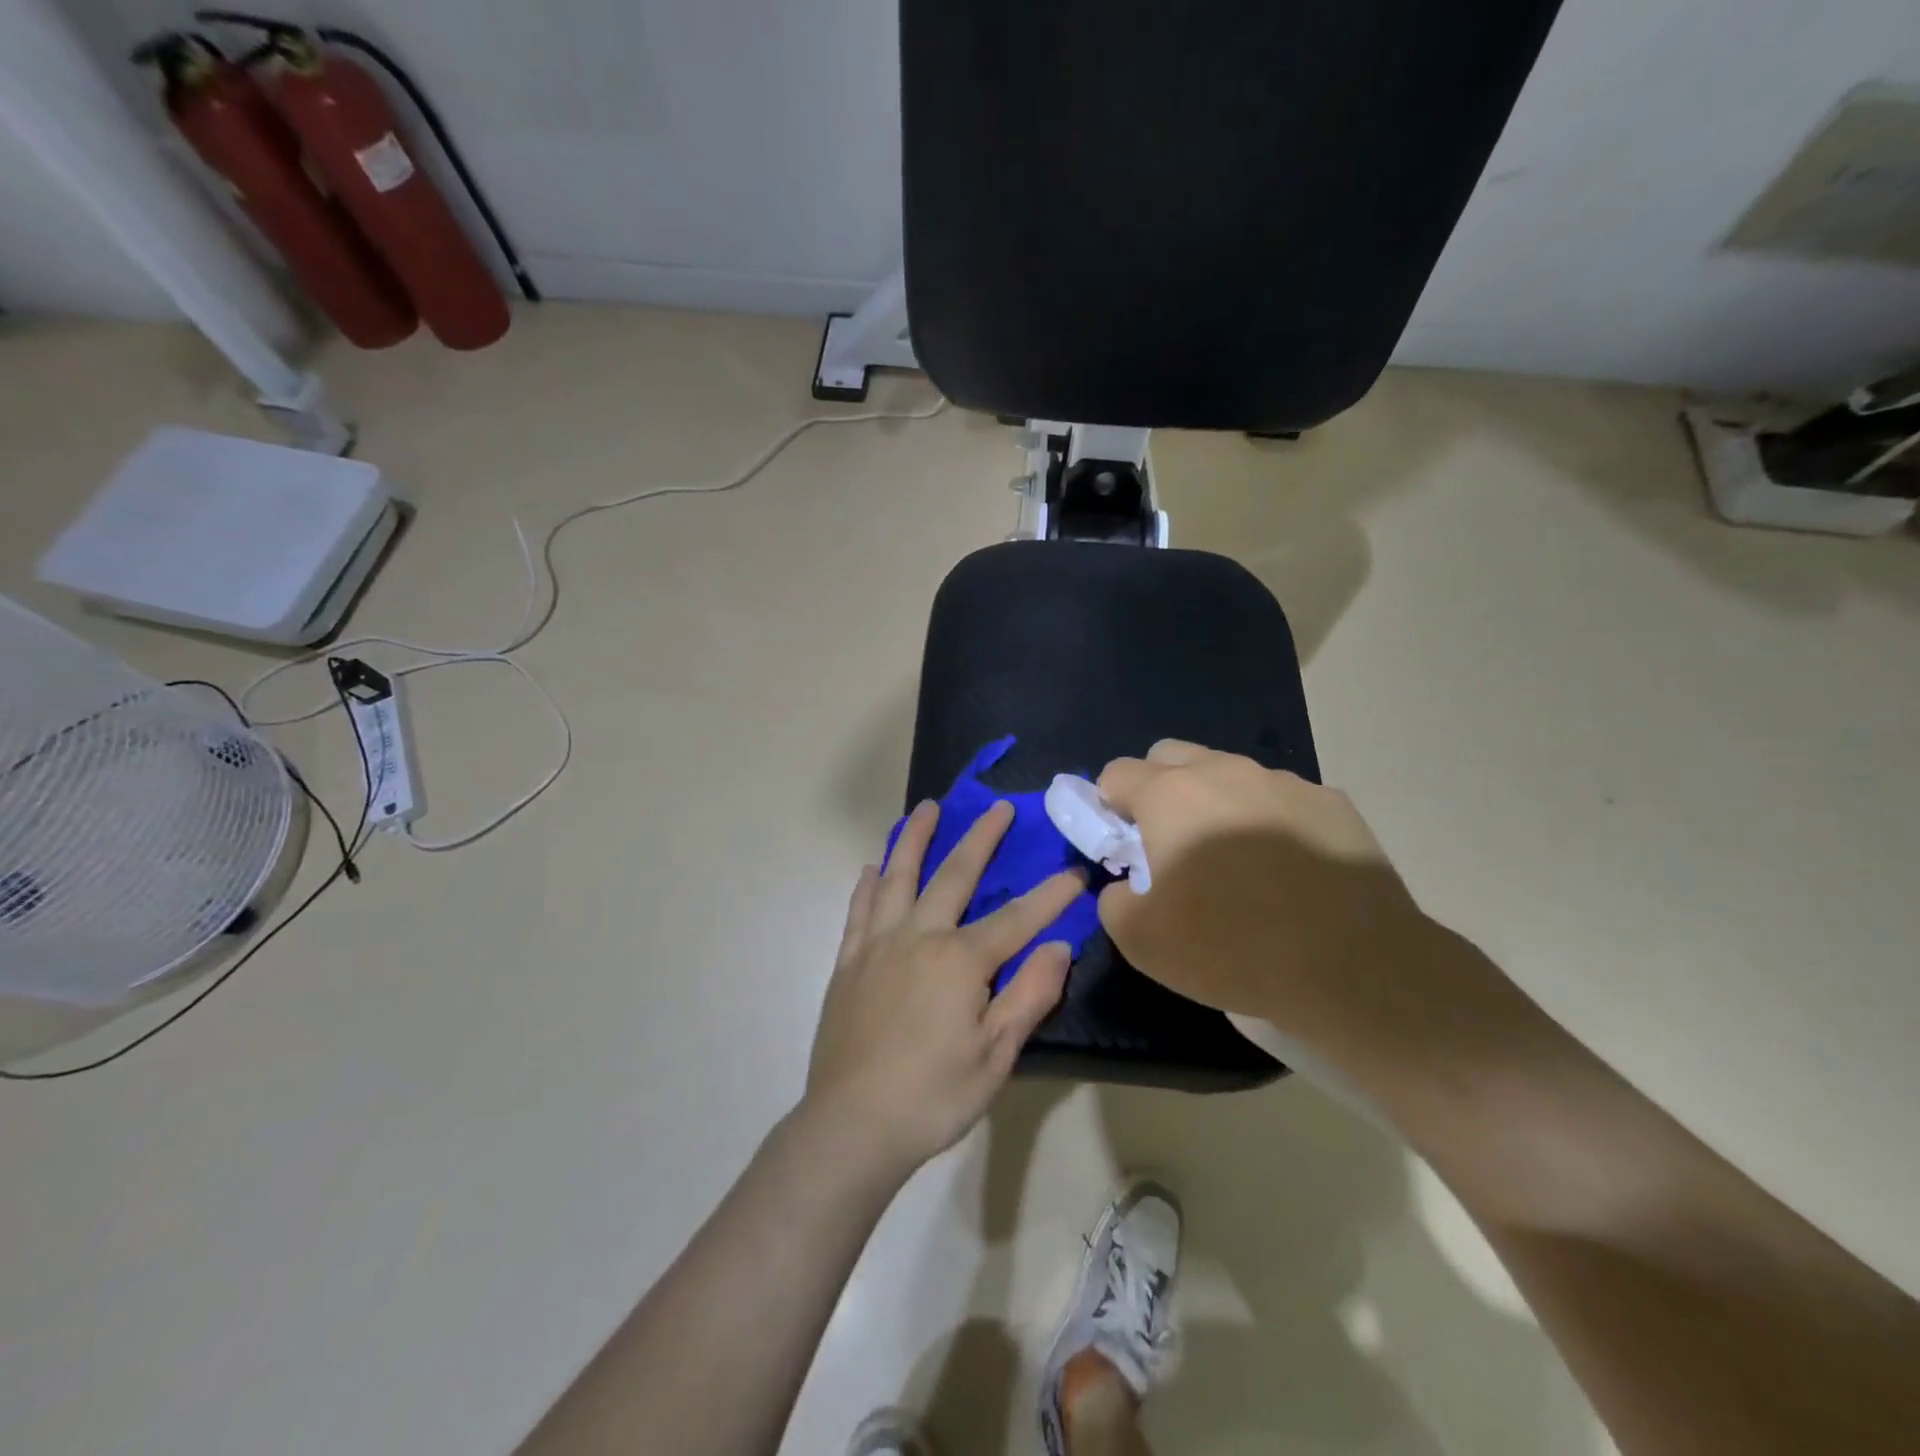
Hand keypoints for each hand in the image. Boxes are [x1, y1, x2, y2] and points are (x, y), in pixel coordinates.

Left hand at [804, 800, 1082, 1176]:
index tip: (1075, 873)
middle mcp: (918, 937)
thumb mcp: (996, 1055)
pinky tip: (872, 868)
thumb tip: (1060, 947)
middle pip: (954, 876)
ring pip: (898, 878)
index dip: (1050, 896)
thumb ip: (1029, 995)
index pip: (1016, 918)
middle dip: (981, 839)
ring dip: (915, 839)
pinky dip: (867, 885)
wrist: (852, 1125)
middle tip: (997, 807)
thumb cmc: (933, 1095)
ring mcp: (878, 945)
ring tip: (926, 808)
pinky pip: (859, 911)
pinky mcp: (848, 962)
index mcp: (960, 960)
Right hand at [1095, 740, 1427, 1040]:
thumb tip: (1125, 885)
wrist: (1355, 967)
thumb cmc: (1234, 948)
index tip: (1123, 845)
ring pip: (1228, 772)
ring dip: (1214, 802)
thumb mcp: (1142, 941)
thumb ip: (1113, 900)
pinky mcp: (1331, 802)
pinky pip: (1280, 797)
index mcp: (1171, 796)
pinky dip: (1268, 820)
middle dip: (1156, 788)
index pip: (1117, 773)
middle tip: (1169, 843)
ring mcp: (1283, 782)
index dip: (1109, 807)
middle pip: (1169, 755)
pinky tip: (1287, 869)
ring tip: (1234, 860)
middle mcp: (1224, 772)